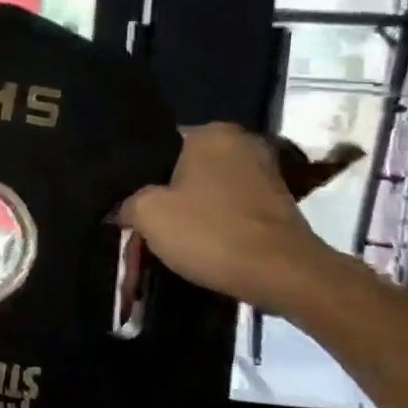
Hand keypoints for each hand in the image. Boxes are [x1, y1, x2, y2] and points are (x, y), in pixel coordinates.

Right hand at [120, 124, 361, 313]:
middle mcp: (241, 142)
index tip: (125, 201)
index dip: (135, 175)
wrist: (284, 274)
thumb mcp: (148, 215)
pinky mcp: (278, 201)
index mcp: (210, 133)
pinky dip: (214, 223)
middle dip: (164, 194)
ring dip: (190, 211)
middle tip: (143, 223)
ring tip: (168, 238)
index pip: (157, 145)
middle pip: (183, 168)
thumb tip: (123, 206)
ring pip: (208, 189)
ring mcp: (265, 171)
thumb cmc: (211, 233)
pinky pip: (230, 207)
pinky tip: (199, 244)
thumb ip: (127, 202)